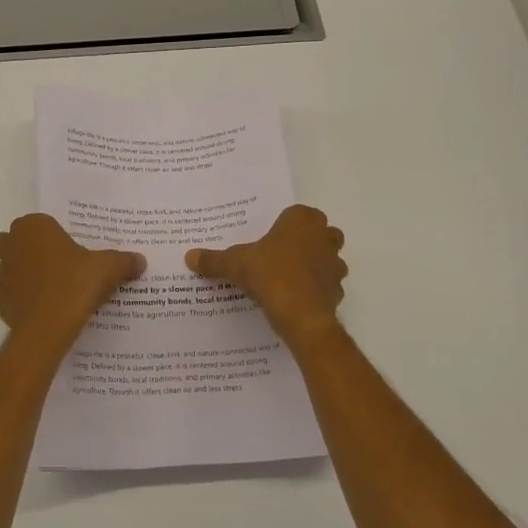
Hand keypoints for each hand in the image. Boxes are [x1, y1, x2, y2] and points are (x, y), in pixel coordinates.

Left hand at [0, 214, 145, 340]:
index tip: (68, 247)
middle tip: (56, 263)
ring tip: (53, 287)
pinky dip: (24, 298)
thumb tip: (140, 260)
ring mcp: (2, 274)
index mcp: (35, 227)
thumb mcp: (108, 269)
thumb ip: (124, 261)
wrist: (47, 327)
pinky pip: (13, 294)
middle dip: (28, 248)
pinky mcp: (1, 301)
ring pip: (10, 267)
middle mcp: (12, 245)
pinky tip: (46, 308)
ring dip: (24, 273)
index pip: (38, 222)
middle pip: (14, 241)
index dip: (51, 234)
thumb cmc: (75, 284)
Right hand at [186, 204, 346, 342]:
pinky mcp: (338, 289)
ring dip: (316, 265)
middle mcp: (324, 236)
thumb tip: (189, 257)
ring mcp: (335, 263)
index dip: (286, 224)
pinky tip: (298, 299)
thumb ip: (214, 260)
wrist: (300, 315)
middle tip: (282, 254)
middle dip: (308, 241)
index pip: (298, 213)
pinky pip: (328, 285)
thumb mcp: (235, 264)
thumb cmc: (270, 275)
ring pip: (329, 258)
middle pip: (321, 232)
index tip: (271, 237)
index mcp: (301, 220)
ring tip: (290, 278)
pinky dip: (317, 289)